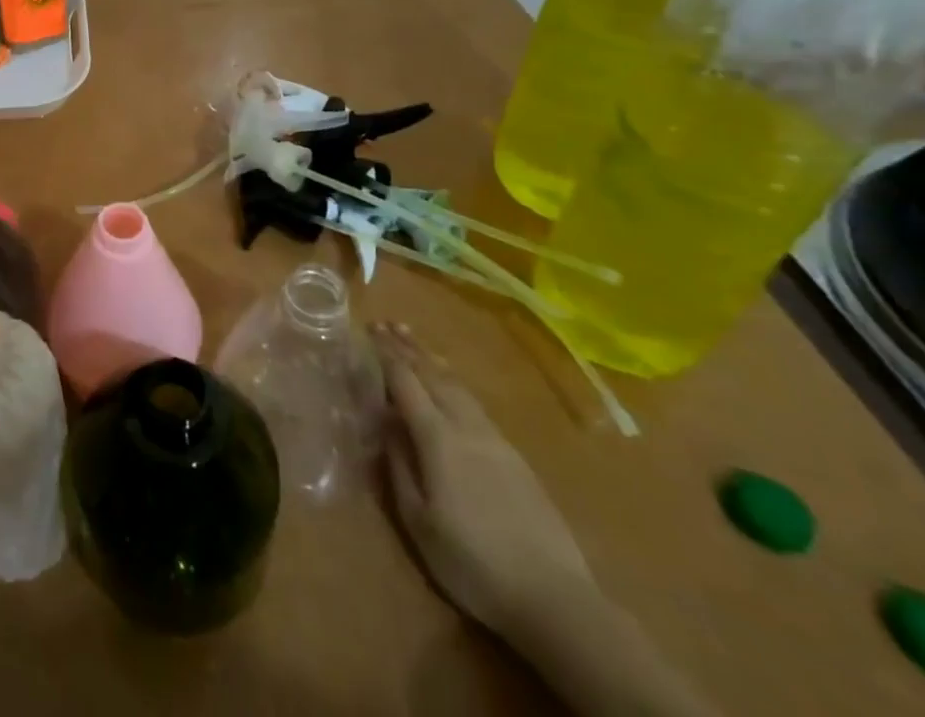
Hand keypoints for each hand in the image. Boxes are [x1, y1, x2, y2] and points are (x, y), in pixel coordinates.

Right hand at [374, 322, 594, 638]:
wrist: (556, 601)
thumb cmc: (473, 563)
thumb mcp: (418, 521)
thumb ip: (399, 466)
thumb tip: (385, 424)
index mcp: (438, 439)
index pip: (405, 382)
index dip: (385, 354)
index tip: (368, 330)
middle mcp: (466, 428)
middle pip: (434, 375)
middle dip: (408, 347)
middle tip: (387, 323)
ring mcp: (496, 441)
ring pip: (458, 387)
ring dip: (433, 360)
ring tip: (415, 341)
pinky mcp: (517, 458)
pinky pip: (476, 404)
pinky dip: (454, 383)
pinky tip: (451, 386)